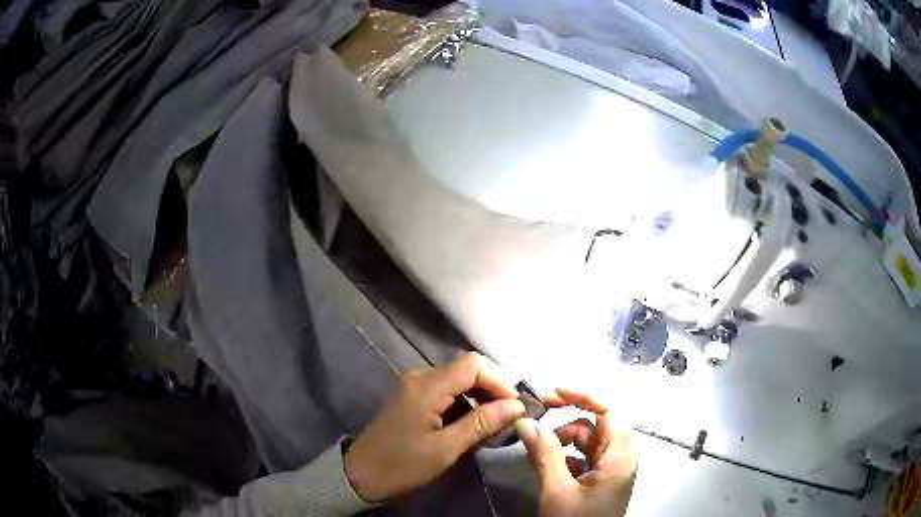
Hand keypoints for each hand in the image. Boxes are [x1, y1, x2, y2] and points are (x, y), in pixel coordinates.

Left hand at [344, 352, 525, 501]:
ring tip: (494, 423)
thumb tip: (516, 405)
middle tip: (509, 415)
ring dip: (480, 396)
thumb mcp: (446, 448)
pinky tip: (473, 424)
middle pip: (466, 368)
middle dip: (492, 388)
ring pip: (458, 379)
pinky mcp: (412, 396)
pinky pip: (446, 390)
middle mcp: (419, 376)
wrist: (362, 474)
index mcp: (425, 387)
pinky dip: (464, 402)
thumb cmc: (403, 464)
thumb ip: (481, 423)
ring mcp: (414, 385)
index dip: (499, 380)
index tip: (515, 405)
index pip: (472, 364)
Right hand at [515, 389, 637, 516]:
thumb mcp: (558, 490)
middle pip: (595, 427)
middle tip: (535, 425)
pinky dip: (565, 457)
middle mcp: (620, 459)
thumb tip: (526, 422)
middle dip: (566, 424)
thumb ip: (544, 453)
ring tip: (538, 453)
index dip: (583, 396)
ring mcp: (611, 471)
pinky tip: (549, 468)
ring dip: (563, 442)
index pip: (608, 411)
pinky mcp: (600, 482)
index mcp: (619, 457)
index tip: (553, 393)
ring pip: (587, 443)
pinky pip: (584, 459)